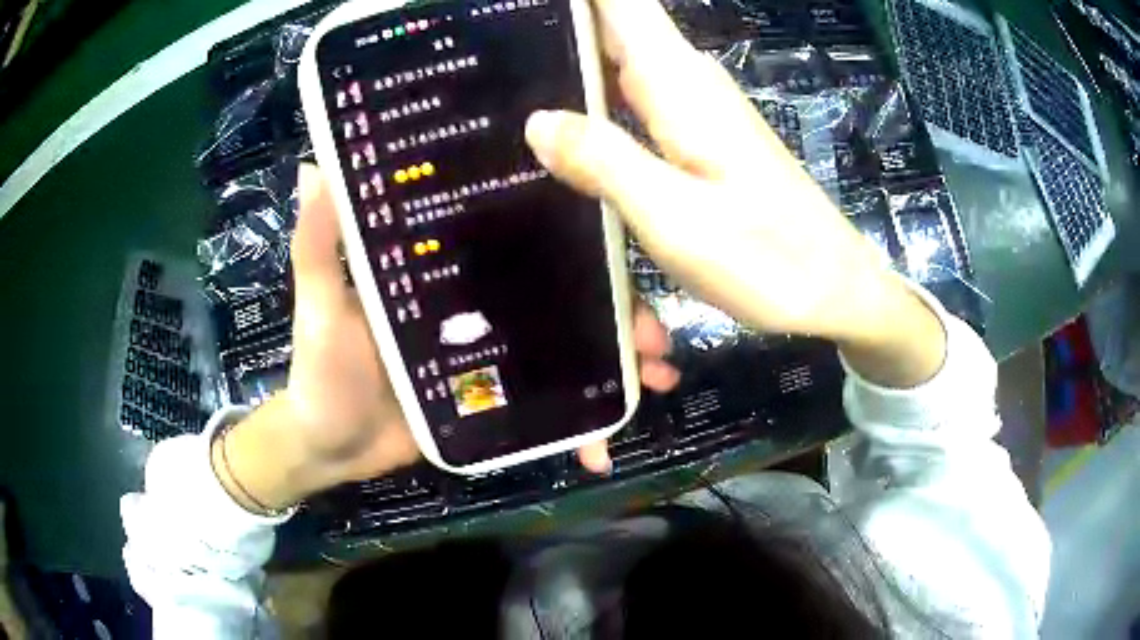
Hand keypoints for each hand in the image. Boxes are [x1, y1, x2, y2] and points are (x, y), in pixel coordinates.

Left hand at [212, 165, 678, 511]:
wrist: (329, 448)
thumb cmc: (320, 371)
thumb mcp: (319, 305)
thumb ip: (318, 245)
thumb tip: (314, 166)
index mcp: (450, 270)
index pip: (523, 242)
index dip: (577, 246)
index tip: (625, 251)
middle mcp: (482, 302)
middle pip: (566, 298)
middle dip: (619, 315)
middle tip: (657, 340)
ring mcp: (495, 355)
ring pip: (571, 350)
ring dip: (617, 367)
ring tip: (655, 383)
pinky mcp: (497, 399)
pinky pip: (549, 407)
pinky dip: (579, 427)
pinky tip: (603, 446)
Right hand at [525, 0, 944, 386]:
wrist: (834, 288)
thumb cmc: (769, 259)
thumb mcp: (677, 218)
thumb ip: (606, 162)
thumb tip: (537, 120)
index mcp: (678, 82)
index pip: (619, 3)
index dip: (574, 4)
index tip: (518, 13)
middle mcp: (685, 81)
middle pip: (610, 26)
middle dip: (555, 33)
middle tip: (492, 59)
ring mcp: (694, 109)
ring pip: (618, 62)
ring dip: (571, 66)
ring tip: (509, 84)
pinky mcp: (700, 138)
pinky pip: (633, 98)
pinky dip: (595, 103)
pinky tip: (564, 128)